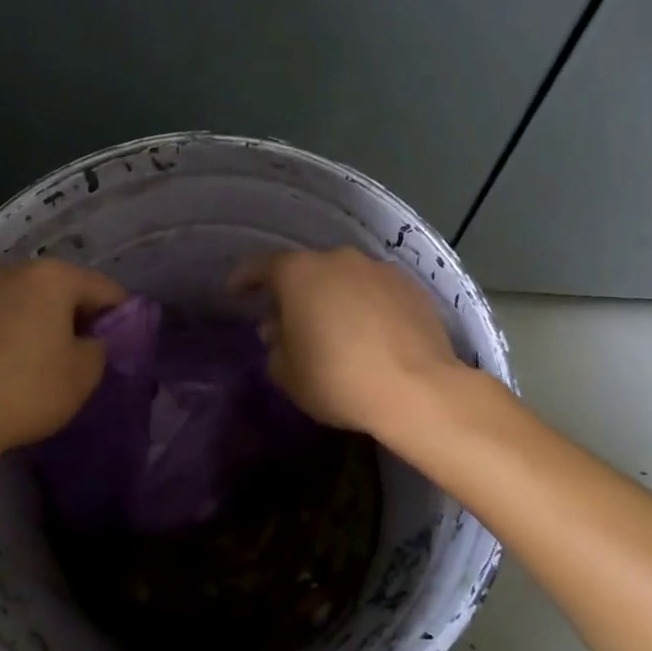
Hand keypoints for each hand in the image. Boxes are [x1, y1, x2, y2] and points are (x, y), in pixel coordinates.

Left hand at [0, 258, 126, 464]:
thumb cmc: (27, 390)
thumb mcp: (84, 374)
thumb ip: (102, 347)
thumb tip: (94, 339)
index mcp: (52, 276)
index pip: (106, 289)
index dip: (123, 318)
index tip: (126, 347)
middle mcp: (14, 271)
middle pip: (64, 289)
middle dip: (81, 318)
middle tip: (90, 356)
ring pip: (29, 302)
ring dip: (47, 324)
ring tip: (52, 362)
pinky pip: (1, 318)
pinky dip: (16, 333)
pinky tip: (16, 365)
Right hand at [229, 247, 459, 435]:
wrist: (417, 389)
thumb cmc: (338, 380)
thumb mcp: (288, 375)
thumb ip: (275, 348)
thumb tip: (279, 331)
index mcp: (300, 274)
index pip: (261, 266)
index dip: (244, 279)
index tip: (234, 294)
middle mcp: (339, 260)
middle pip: (306, 271)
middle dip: (293, 293)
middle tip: (286, 322)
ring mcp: (379, 270)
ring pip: (344, 279)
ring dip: (332, 298)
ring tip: (332, 329)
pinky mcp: (412, 288)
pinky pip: (376, 292)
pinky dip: (366, 307)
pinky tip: (369, 335)